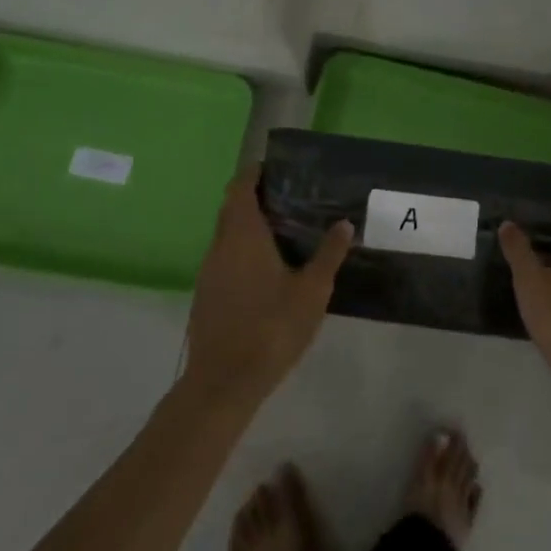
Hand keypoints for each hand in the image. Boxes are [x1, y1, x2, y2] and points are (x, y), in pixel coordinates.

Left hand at [183, 167, 351, 405]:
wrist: (224, 383)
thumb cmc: (271, 328)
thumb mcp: (312, 291)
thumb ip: (328, 254)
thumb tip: (344, 224)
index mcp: (242, 235)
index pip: (240, 188)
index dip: (254, 173)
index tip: (277, 168)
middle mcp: (220, 246)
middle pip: (232, 209)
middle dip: (257, 198)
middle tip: (291, 196)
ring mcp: (209, 272)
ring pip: (228, 236)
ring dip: (250, 226)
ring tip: (286, 230)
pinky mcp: (207, 295)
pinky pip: (225, 258)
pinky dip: (244, 251)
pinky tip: (269, 269)